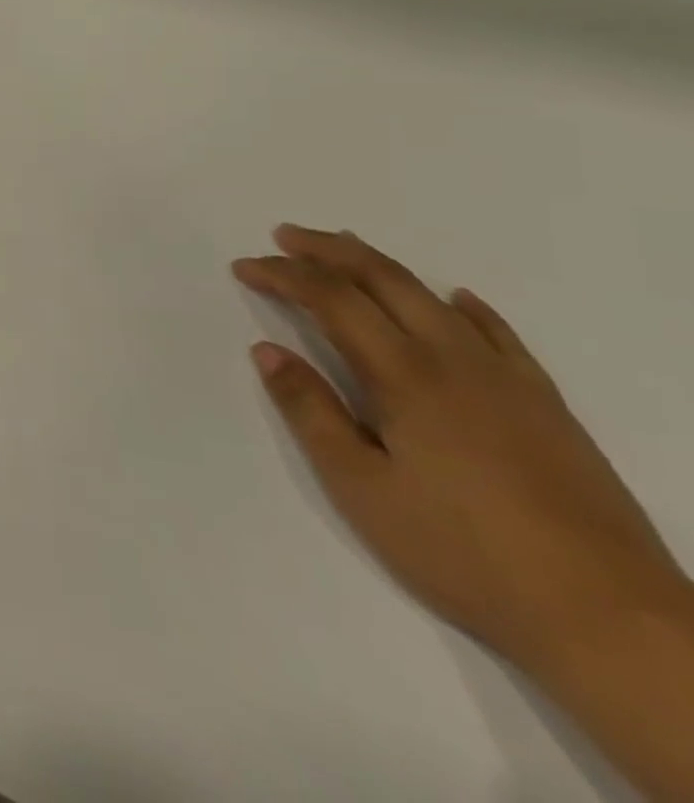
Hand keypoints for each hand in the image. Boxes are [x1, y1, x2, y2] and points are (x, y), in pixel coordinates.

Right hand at [234, 226, 689, 671]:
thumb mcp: (360, 487)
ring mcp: (509, 381)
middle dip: (327, 251)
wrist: (612, 621)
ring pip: (434, 298)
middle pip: (384, 280)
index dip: (283, 275)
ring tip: (344, 248)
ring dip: (381, 266)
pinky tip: (455, 299)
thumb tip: (266, 350)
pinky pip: (500, 334)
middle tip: (282, 236)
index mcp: (406, 377)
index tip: (244, 266)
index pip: (332, 300)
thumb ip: (310, 411)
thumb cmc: (462, 551)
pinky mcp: (547, 406)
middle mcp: (456, 361)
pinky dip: (465, 306)